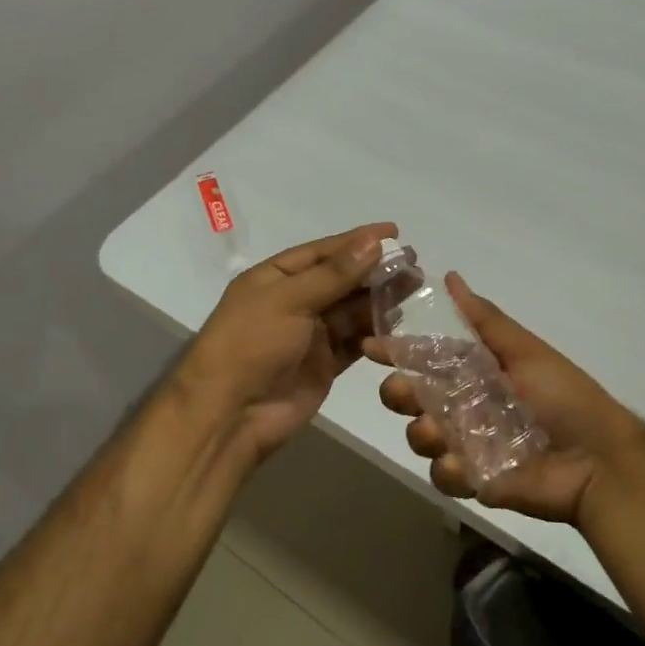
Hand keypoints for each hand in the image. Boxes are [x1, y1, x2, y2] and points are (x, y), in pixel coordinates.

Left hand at [181, 223, 397, 464]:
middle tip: (413, 264)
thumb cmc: (251, 344)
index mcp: (274, 278)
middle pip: (340, 280)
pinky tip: (398, 323)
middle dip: (374, 271)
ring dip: (379, 300)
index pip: (322, 252)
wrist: (231, 413)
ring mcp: (309, 335)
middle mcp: (293, 302)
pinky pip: (354, 342)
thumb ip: (334, 274)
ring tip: (413, 289)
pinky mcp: (324, 365)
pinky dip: (374, 333)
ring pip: (351, 311)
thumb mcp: (289, 300)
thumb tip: (374, 242)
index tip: (394, 232)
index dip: (357, 241)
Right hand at [366, 273, 644, 526]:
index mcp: (474, 373)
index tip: (370, 346)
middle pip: (412, 398)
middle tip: (404, 393)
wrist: (598, 460)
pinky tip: (465, 467)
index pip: (426, 358)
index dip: (397, 352)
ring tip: (438, 432)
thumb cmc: (564, 397)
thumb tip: (450, 276)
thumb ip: (484, 320)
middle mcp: (463, 405)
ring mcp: (466, 444)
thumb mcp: (524, 350)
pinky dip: (449, 470)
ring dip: (421, 432)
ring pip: (420, 436)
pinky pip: (443, 475)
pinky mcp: (474, 480)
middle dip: (398, 393)